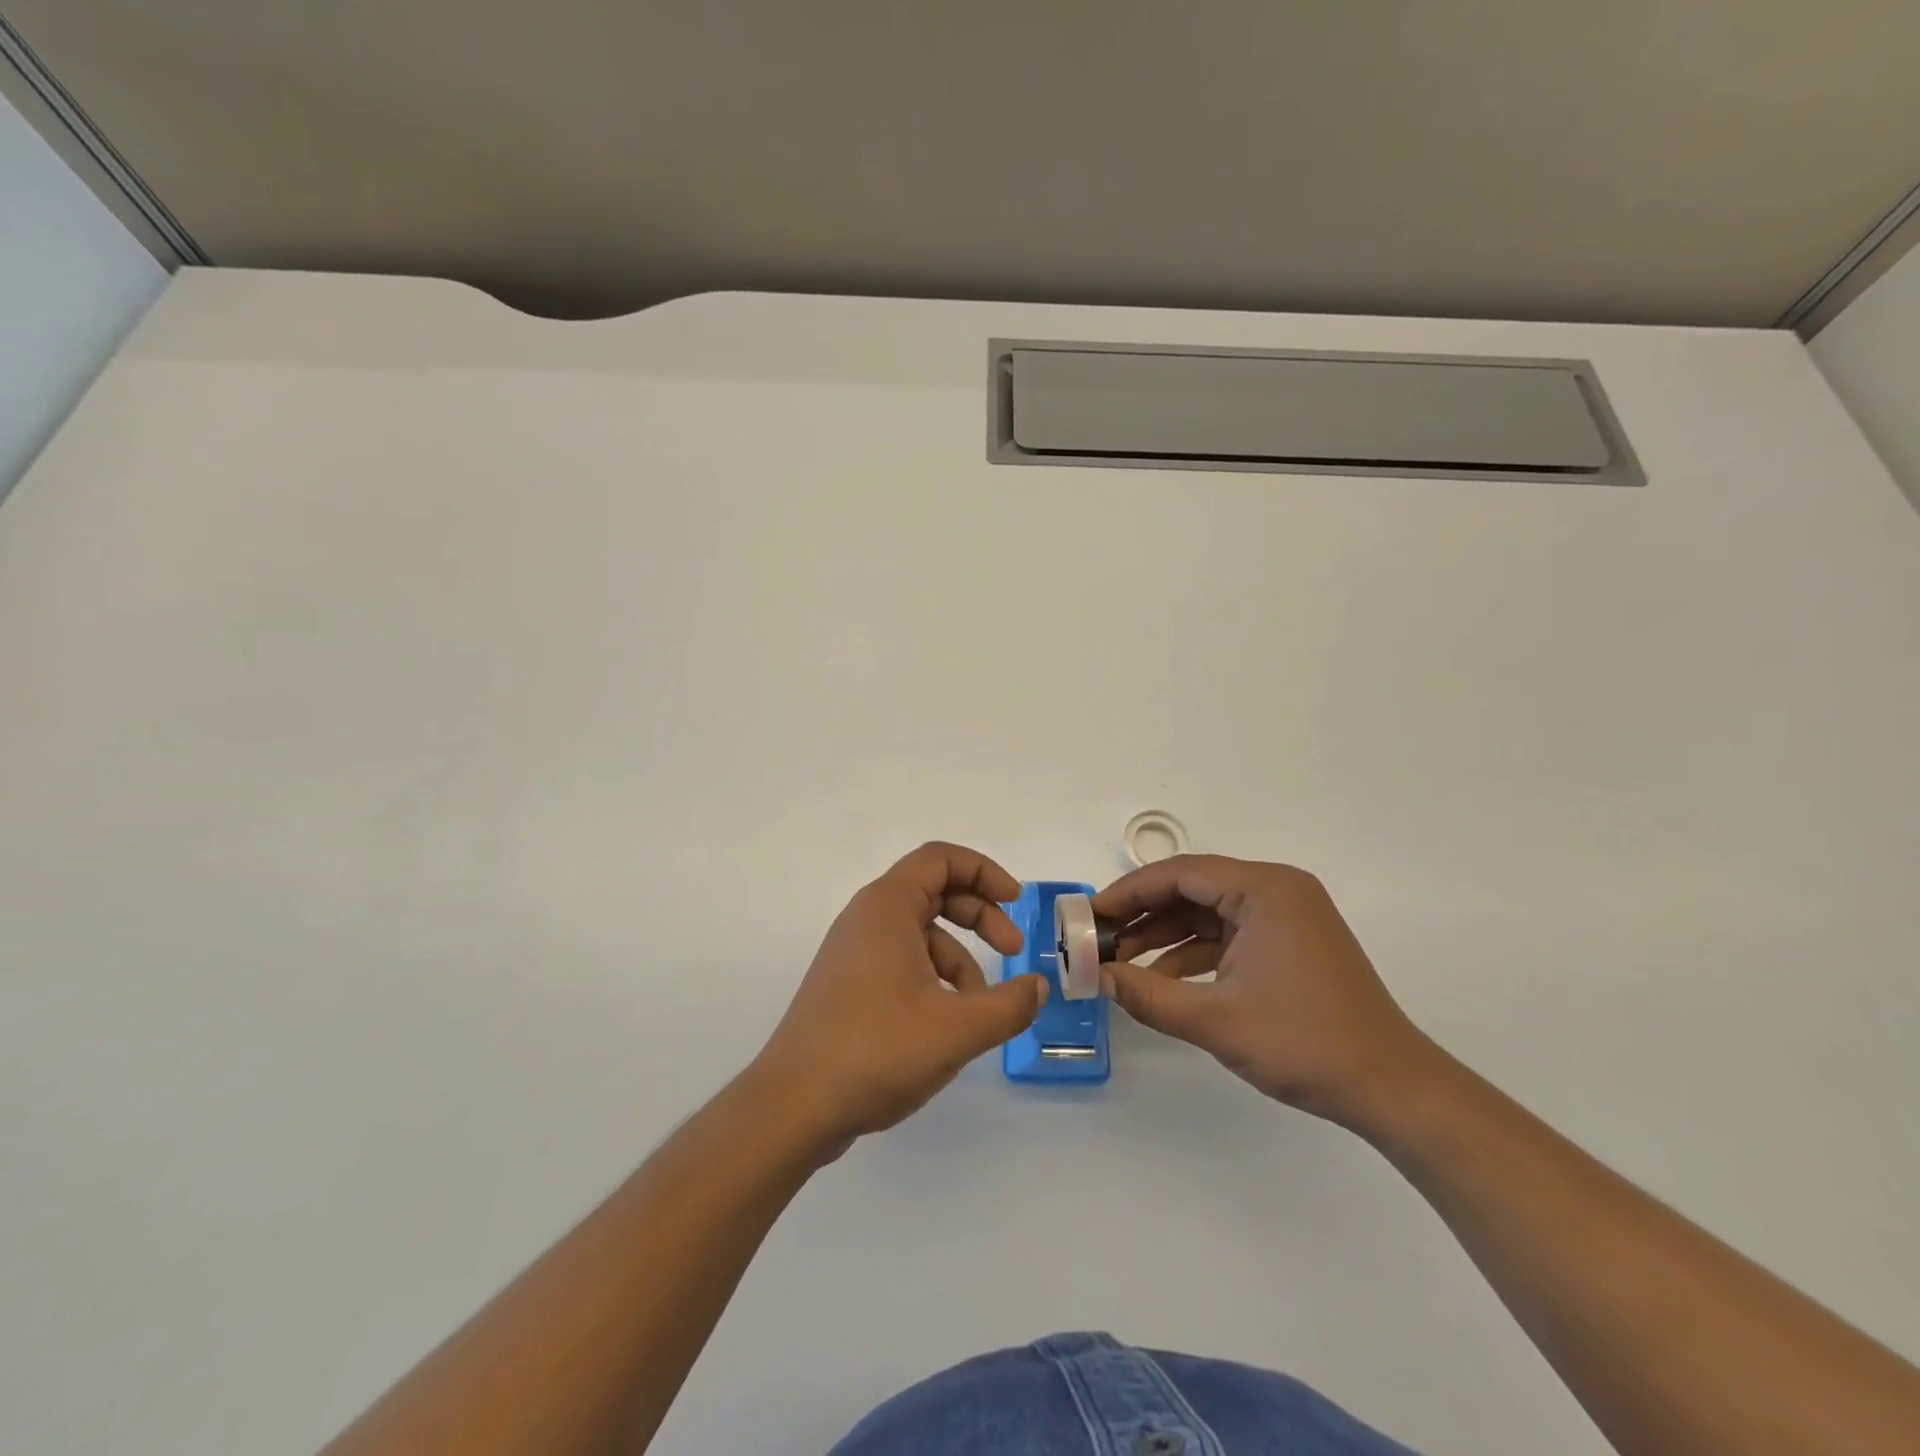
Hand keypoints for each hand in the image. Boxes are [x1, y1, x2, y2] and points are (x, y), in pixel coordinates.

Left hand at [753, 842, 1047, 1153]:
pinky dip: (933, 981)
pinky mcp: (849, 986)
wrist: (794, 1106)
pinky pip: (902, 963)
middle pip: (934, 892)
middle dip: (980, 916)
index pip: (940, 859)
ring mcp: (854, 953)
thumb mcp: (957, 1028)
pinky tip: (947, 1026)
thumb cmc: (877, 1049)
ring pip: (921, 934)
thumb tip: (1037, 988)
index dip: (984, 871)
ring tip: (981, 1010)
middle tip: (1012, 950)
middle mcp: (867, 918)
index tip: (1016, 902)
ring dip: (959, 960)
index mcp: (887, 907)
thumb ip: (1009, 1005)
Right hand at [1093, 855, 1433, 1127]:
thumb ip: (1148, 995)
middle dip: (1144, 914)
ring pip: (1207, 914)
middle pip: (1192, 889)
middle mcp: (1276, 891)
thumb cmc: (1304, 1042)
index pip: (1180, 874)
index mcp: (1265, 889)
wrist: (1392, 1089)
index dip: (1129, 892)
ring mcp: (1286, 918)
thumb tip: (1098, 977)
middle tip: (1100, 937)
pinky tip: (1162, 981)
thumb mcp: (1215, 1020)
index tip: (1091, 915)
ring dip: (1165, 937)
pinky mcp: (1289, 945)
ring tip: (1121, 963)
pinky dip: (1193, 955)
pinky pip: (1228, 936)